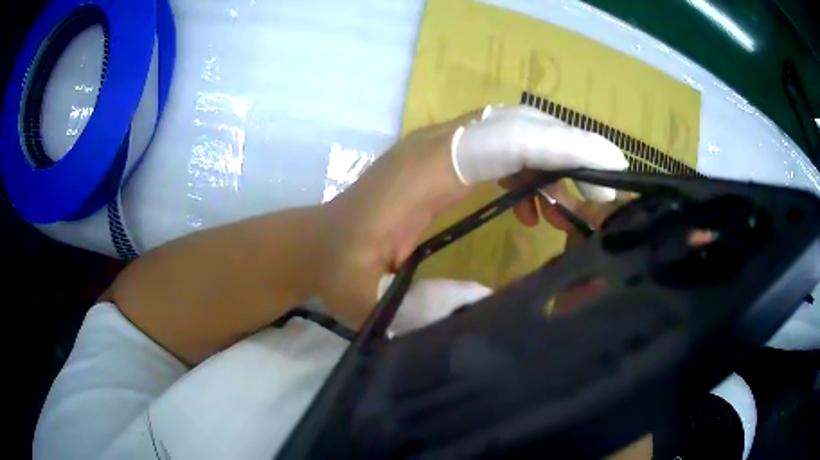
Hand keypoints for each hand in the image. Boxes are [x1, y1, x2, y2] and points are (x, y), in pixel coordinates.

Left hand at [318, 105, 627, 325]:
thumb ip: (417, 307)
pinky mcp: (444, 158)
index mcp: (422, 172)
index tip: (606, 169)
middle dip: (570, 148)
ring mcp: (440, 147)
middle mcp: (435, 145)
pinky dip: (531, 172)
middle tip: (608, 187)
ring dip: (554, 159)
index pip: (503, 140)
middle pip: (516, 123)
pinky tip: (539, 213)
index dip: (559, 148)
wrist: (318, 243)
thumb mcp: (366, 300)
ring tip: (579, 208)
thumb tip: (483, 299)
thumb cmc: (339, 269)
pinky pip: (500, 149)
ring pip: (513, 130)